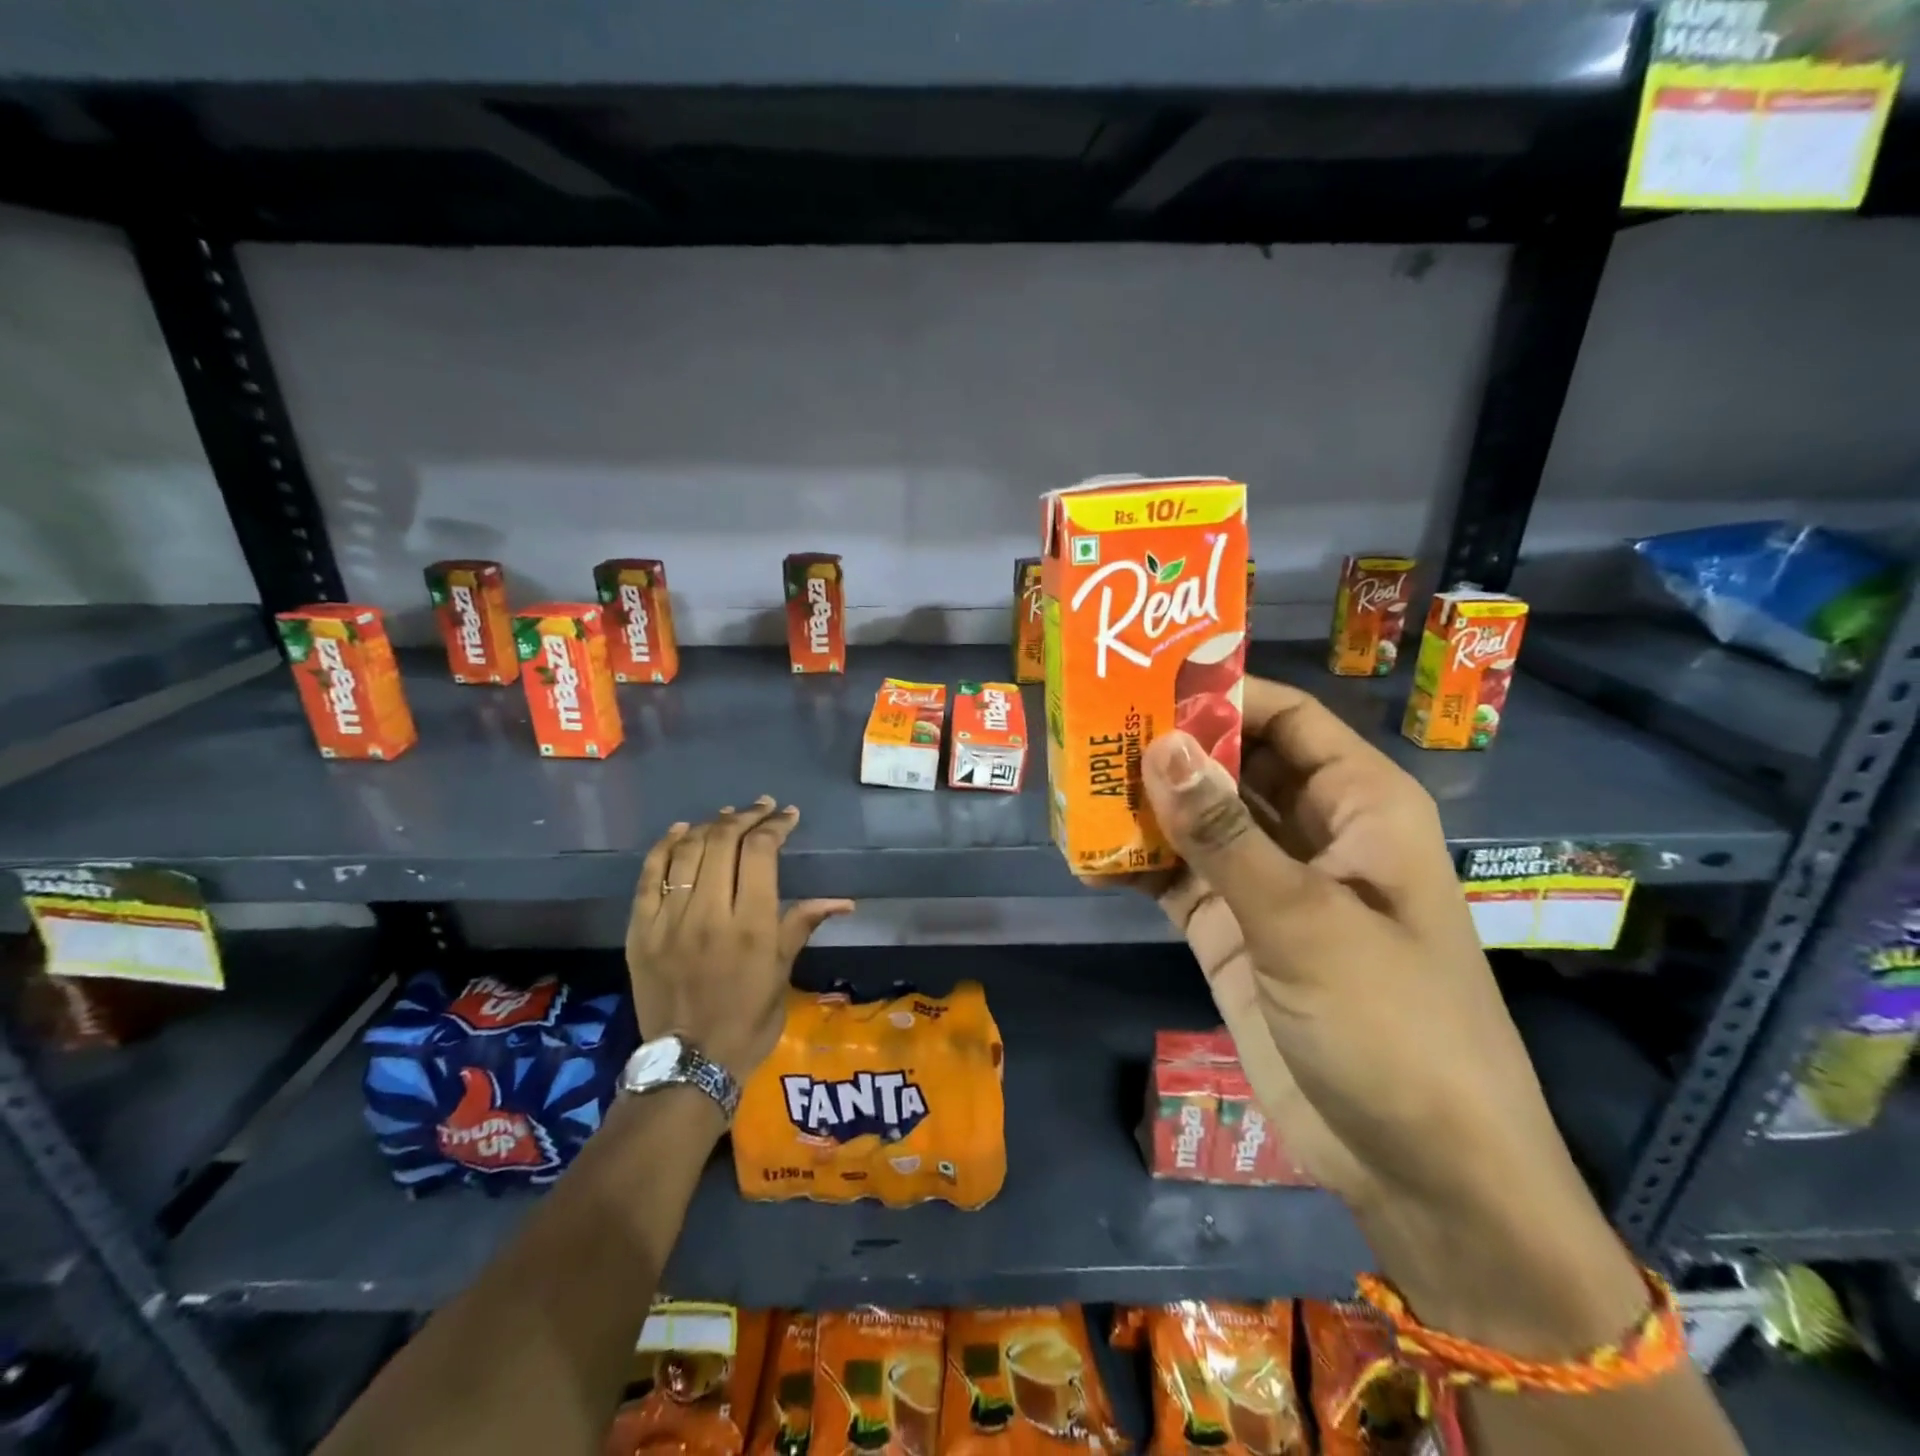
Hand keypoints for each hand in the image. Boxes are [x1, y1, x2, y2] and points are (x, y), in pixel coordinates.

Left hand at [626, 797, 853, 1082]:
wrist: (689, 1064)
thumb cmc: (748, 1020)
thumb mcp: (782, 974)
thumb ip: (802, 925)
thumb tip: (843, 901)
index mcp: (750, 924)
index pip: (760, 852)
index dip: (775, 826)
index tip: (788, 816)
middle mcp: (708, 913)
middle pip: (722, 842)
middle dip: (745, 817)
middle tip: (762, 809)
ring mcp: (669, 920)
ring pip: (686, 852)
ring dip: (710, 826)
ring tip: (727, 817)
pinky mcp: (640, 931)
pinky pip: (649, 877)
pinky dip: (665, 847)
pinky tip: (681, 831)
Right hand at [1125, 678, 1645, 1354]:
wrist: (1420, 1171)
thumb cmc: (1394, 1027)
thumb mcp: (1306, 922)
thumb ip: (1226, 835)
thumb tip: (1161, 746)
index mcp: (1360, 805)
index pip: (1287, 719)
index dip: (1221, 693)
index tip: (1143, 679)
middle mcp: (1313, 832)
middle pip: (1235, 765)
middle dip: (1170, 747)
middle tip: (1090, 726)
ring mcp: (1269, 885)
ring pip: (1200, 822)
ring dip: (1146, 804)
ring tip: (1074, 779)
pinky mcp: (1234, 933)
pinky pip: (1179, 880)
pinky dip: (1139, 865)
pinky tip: (1088, 851)